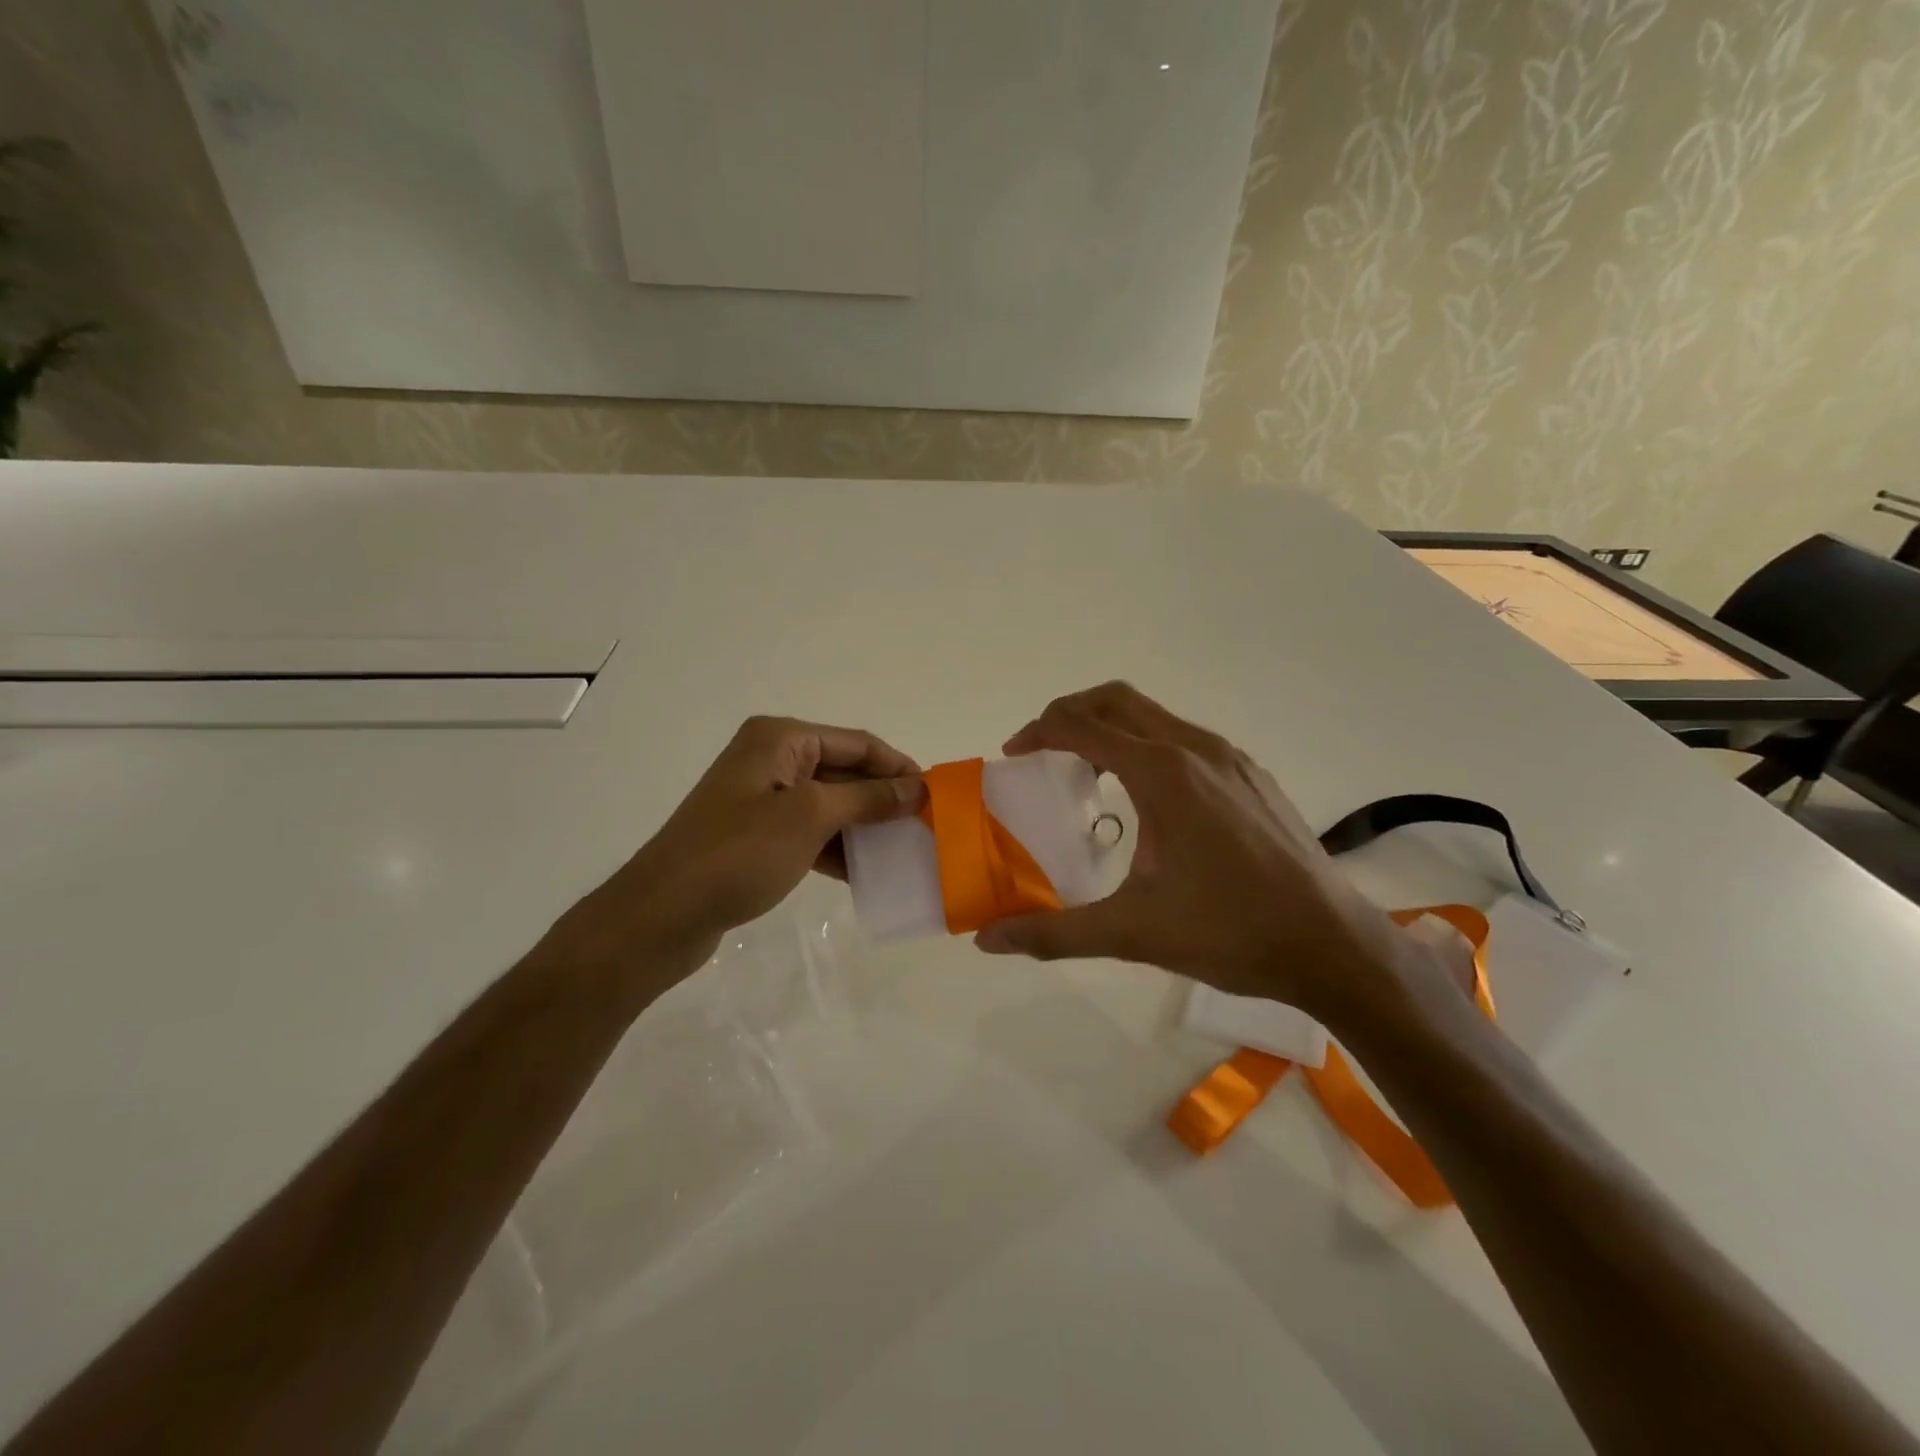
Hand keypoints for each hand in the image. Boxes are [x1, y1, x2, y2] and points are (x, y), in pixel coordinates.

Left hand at [565, 716, 924, 980]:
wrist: (662, 914)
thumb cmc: (739, 853)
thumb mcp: (810, 817)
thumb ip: (868, 798)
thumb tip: (917, 787)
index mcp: (781, 738)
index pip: (858, 743)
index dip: (898, 767)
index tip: (936, 798)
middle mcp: (771, 758)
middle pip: (844, 771)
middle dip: (883, 798)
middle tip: (924, 828)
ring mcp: (761, 798)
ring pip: (829, 804)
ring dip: (863, 826)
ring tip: (903, 853)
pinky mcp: (756, 834)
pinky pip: (809, 831)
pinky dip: (836, 847)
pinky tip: (864, 874)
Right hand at [975, 684, 1410, 1024]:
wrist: (1332, 944)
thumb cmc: (1230, 933)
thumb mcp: (1133, 933)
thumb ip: (1054, 932)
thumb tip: (988, 939)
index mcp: (1162, 774)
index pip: (1082, 726)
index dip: (1039, 732)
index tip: (1015, 755)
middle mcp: (1196, 749)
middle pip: (1117, 701)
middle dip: (1071, 713)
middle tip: (1042, 750)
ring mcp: (1230, 758)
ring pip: (1155, 716)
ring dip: (1112, 728)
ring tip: (1089, 773)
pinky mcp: (1252, 775)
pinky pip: (1185, 739)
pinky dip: (1149, 746)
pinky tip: (1150, 800)